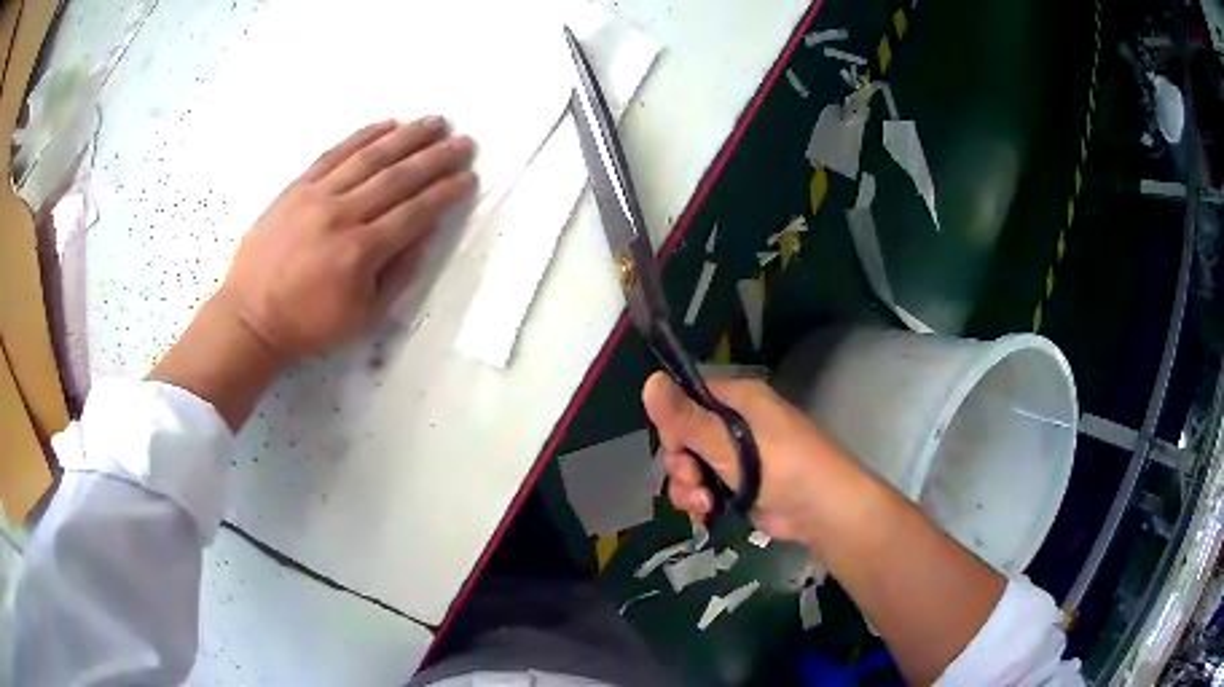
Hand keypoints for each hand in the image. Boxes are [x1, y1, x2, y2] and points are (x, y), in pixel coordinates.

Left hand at [214, 116, 475, 360]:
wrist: (250, 315)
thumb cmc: (309, 324)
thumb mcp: (364, 317)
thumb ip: (398, 274)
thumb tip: (426, 233)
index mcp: (361, 251)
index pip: (415, 212)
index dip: (445, 193)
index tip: (468, 177)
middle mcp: (342, 215)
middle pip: (398, 177)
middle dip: (436, 158)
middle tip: (464, 141)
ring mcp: (317, 196)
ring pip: (370, 157)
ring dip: (407, 136)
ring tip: (435, 121)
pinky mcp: (297, 187)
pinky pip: (334, 154)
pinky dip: (362, 136)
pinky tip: (387, 124)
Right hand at [642, 372, 848, 541]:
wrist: (821, 510)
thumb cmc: (780, 466)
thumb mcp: (728, 443)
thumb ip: (686, 418)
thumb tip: (648, 380)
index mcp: (737, 401)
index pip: (688, 400)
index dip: (674, 425)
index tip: (676, 448)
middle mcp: (735, 425)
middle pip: (685, 438)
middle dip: (681, 464)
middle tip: (693, 480)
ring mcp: (737, 458)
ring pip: (692, 468)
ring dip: (688, 488)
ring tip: (703, 504)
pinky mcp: (739, 487)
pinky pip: (705, 488)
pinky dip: (700, 501)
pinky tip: (706, 514)